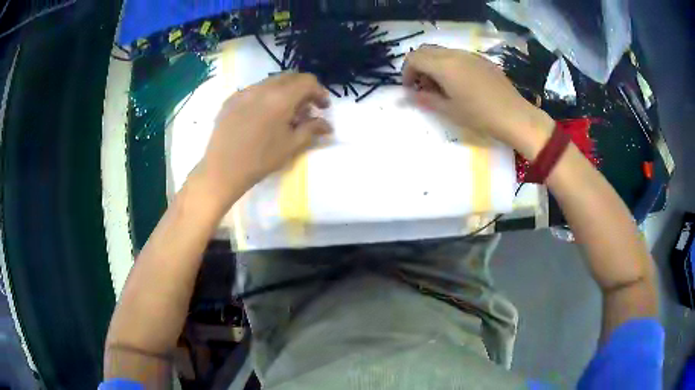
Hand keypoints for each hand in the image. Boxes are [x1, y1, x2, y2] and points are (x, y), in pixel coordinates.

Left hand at [197, 73, 330, 209]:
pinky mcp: (231, 99)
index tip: (322, 107)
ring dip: (284, 92)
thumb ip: (312, 129)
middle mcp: (262, 87)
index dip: (319, 92)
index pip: (307, 81)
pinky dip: (265, 97)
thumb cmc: (260, 160)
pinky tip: (263, 116)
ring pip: (271, 82)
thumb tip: (327, 125)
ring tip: (284, 114)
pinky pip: (254, 90)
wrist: (222, 170)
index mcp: (281, 97)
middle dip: (302, 89)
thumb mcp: (291, 145)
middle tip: (306, 109)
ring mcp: (244, 91)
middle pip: (290, 77)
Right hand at [402, 45, 553, 157]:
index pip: (414, 58)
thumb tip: (409, 95)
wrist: (515, 116)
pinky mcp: (482, 60)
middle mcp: (455, 54)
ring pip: (442, 52)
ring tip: (441, 87)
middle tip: (423, 87)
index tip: (410, 89)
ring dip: (434, 65)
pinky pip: (458, 56)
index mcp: (444, 66)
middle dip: (418, 66)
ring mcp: (470, 55)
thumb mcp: (449, 110)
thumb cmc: (480, 116)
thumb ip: (426, 99)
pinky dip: (449, 65)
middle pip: (426, 51)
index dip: (406, 72)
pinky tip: (459, 84)